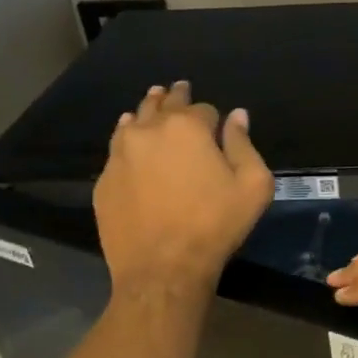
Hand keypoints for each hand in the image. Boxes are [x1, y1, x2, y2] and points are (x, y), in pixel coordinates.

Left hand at [94, 81, 273, 294]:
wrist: (162, 268)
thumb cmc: (215, 225)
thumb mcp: (252, 186)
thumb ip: (244, 145)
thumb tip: (237, 116)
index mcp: (187, 128)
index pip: (203, 108)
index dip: (213, 117)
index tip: (217, 124)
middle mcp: (148, 131)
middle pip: (162, 104)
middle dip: (174, 97)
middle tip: (177, 89)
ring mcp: (120, 155)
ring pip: (133, 121)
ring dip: (146, 112)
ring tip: (152, 104)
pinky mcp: (104, 180)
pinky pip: (116, 149)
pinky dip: (127, 140)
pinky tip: (130, 141)